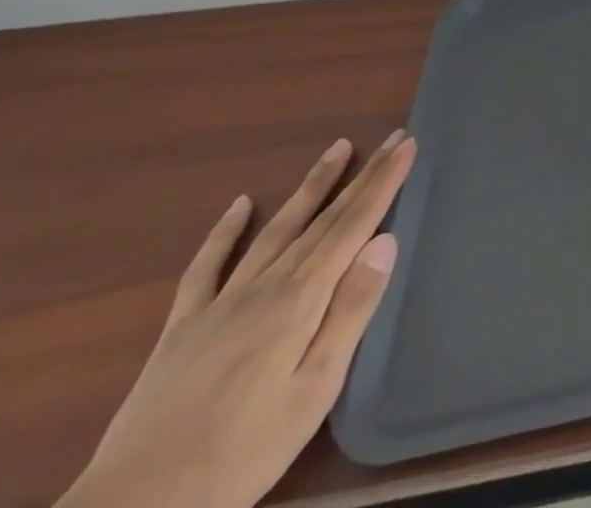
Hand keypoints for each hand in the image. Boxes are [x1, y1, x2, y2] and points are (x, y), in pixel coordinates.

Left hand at [58, 130, 417, 507]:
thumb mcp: (314, 389)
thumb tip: (385, 240)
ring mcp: (219, 304)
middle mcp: (265, 286)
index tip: (408, 144)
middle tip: (391, 137)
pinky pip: (206, 268)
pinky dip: (225, 232)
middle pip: (323, 219)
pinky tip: (241, 205)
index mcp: (301, 299)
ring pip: (277, 229)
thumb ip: (351, 310)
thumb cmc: (240, 454)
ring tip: (338, 149)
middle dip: (361, 175)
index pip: (354, 224)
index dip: (384, 182)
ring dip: (311, 187)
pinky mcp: (182, 329)